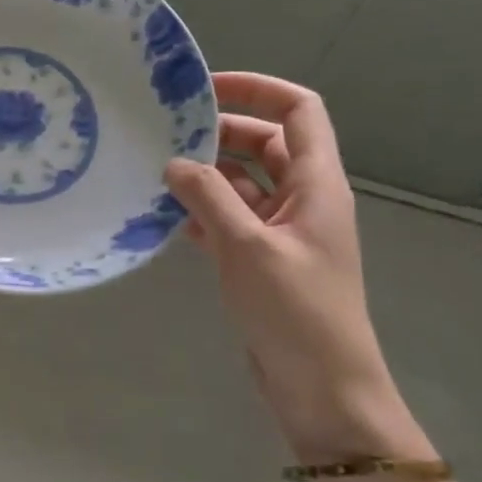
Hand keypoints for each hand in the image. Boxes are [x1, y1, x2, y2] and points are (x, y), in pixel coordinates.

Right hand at [164, 73, 426, 462]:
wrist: (324, 392)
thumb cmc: (296, 312)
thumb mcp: (248, 247)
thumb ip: (209, 197)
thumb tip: (175, 162)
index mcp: (318, 183)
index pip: (298, 110)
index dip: (257, 89)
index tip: (206, 89)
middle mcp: (304, 199)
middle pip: (265, 144)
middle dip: (220, 133)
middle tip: (166, 133)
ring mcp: (284, 231)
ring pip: (244, 184)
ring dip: (207, 176)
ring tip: (157, 172)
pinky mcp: (265, 261)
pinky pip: (233, 221)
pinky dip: (205, 214)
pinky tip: (167, 218)